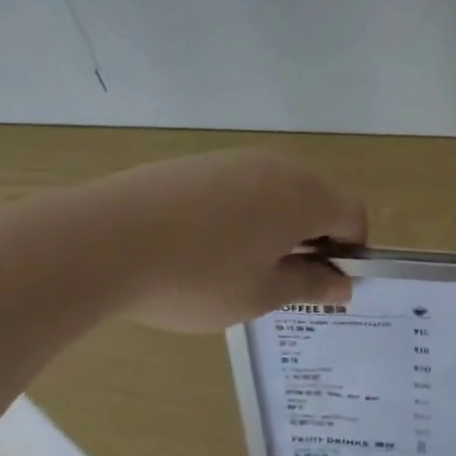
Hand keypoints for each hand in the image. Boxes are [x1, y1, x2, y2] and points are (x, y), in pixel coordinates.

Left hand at [63, 148, 365, 331]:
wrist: (101, 241)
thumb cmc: (197, 277)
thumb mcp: (260, 295)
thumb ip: (309, 286)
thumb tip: (343, 285)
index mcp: (305, 197)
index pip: (354, 215)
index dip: (350, 251)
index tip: (322, 283)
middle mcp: (280, 167)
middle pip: (319, 197)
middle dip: (314, 236)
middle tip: (284, 278)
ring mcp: (237, 160)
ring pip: (279, 190)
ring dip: (278, 224)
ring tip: (239, 264)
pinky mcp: (199, 162)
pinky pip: (242, 185)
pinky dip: (243, 212)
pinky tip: (204, 244)